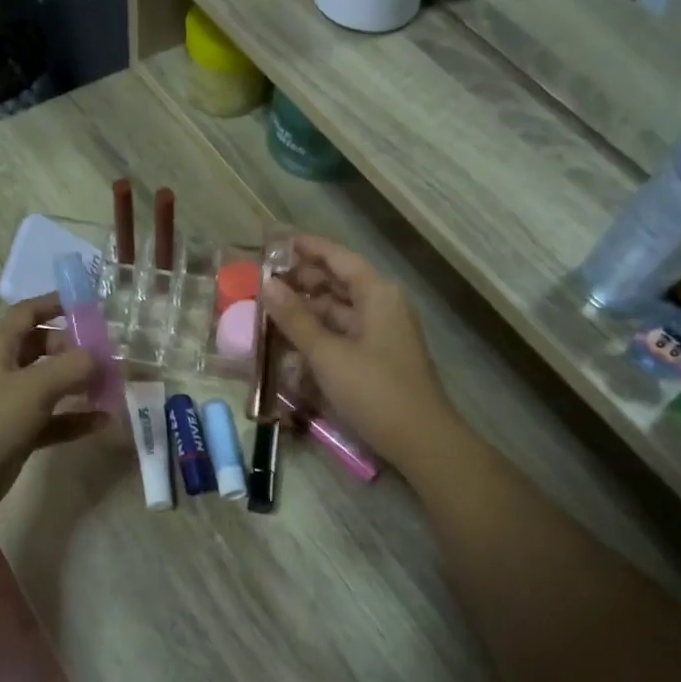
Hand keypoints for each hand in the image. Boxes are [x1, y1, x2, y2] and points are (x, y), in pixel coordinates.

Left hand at [0, 296, 109, 515]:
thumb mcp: (34, 387)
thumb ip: (72, 366)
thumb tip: (101, 356)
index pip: (29, 312)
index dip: (56, 303)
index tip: (92, 305)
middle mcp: (5, 369)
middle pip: (45, 346)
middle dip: (77, 347)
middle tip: (111, 352)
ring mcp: (11, 402)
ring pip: (52, 383)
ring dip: (80, 383)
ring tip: (115, 384)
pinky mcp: (19, 432)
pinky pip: (54, 418)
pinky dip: (76, 417)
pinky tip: (104, 420)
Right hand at [260, 236, 452, 469]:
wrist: (419, 440)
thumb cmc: (374, 390)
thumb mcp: (328, 353)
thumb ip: (295, 319)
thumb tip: (266, 285)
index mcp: (377, 293)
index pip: (338, 257)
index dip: (307, 247)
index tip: (274, 242)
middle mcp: (381, 305)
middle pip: (337, 281)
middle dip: (301, 278)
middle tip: (261, 278)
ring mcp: (380, 331)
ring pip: (337, 309)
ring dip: (306, 307)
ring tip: (268, 305)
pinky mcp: (375, 355)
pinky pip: (341, 331)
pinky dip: (317, 330)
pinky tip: (290, 336)